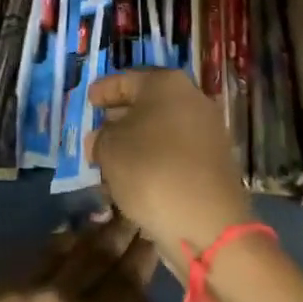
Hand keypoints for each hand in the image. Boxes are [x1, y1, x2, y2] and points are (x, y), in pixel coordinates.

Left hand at [0, 218, 177, 301]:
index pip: (126, 280)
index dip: (142, 255)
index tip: (153, 232)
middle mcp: (60, 296)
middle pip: (96, 255)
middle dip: (118, 233)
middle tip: (131, 212)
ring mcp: (22, 290)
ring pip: (62, 249)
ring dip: (85, 233)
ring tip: (101, 216)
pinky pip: (26, 257)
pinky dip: (48, 245)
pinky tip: (57, 239)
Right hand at [89, 69, 254, 279]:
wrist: (207, 222)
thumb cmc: (151, 170)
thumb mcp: (110, 149)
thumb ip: (100, 138)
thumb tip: (100, 137)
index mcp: (166, 83)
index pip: (127, 79)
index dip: (104, 89)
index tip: (89, 100)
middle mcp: (192, 99)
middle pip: (149, 102)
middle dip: (122, 116)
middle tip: (98, 129)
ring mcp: (208, 131)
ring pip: (162, 129)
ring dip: (138, 141)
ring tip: (111, 159)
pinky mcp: (214, 162)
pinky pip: (176, 152)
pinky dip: (155, 159)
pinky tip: (136, 178)